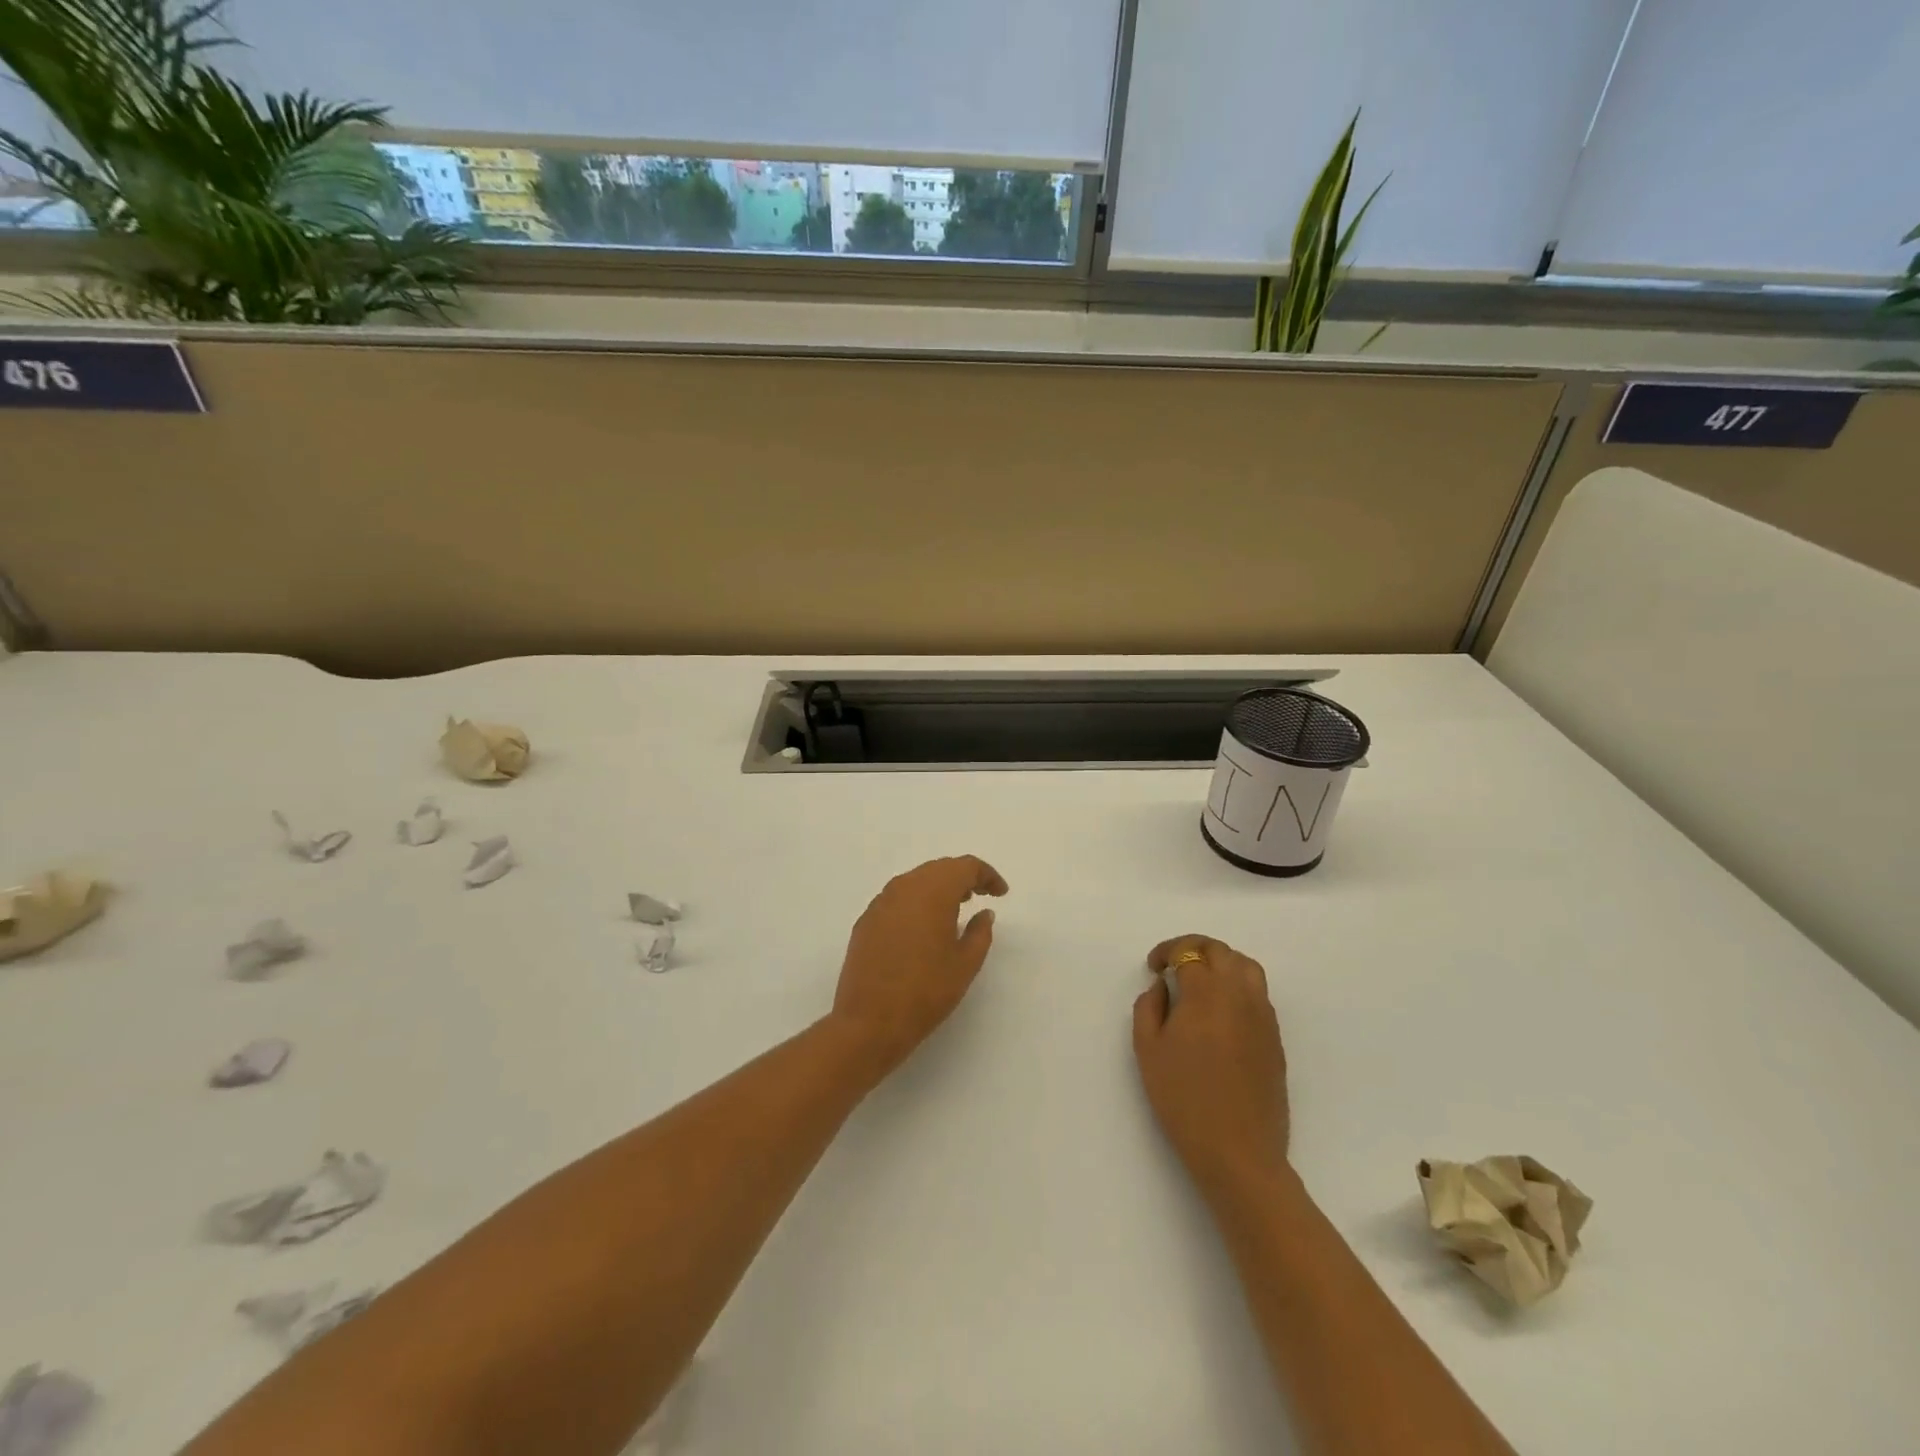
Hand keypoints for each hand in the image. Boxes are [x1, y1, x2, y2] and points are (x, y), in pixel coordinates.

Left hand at [829, 856, 1008, 1076]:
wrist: (869, 1021)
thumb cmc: (925, 992)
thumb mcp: (965, 964)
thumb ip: (980, 933)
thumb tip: (984, 912)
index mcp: (933, 892)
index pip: (964, 867)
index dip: (987, 875)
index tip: (1001, 893)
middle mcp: (904, 887)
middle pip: (939, 869)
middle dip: (962, 878)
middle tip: (980, 895)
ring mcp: (881, 902)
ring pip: (916, 881)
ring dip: (938, 888)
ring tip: (955, 909)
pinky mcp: (866, 920)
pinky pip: (898, 898)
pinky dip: (917, 902)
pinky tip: (924, 926)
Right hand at [1134, 935, 1289, 1192]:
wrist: (1238, 1151)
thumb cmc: (1184, 1099)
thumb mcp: (1148, 1051)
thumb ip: (1148, 1008)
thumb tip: (1161, 987)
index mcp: (1207, 993)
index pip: (1189, 953)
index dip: (1167, 952)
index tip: (1153, 967)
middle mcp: (1240, 995)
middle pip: (1221, 952)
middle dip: (1194, 949)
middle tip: (1173, 965)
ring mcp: (1263, 1016)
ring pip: (1247, 967)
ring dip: (1221, 962)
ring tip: (1201, 981)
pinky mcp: (1275, 1038)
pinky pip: (1259, 994)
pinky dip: (1238, 986)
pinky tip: (1221, 1011)